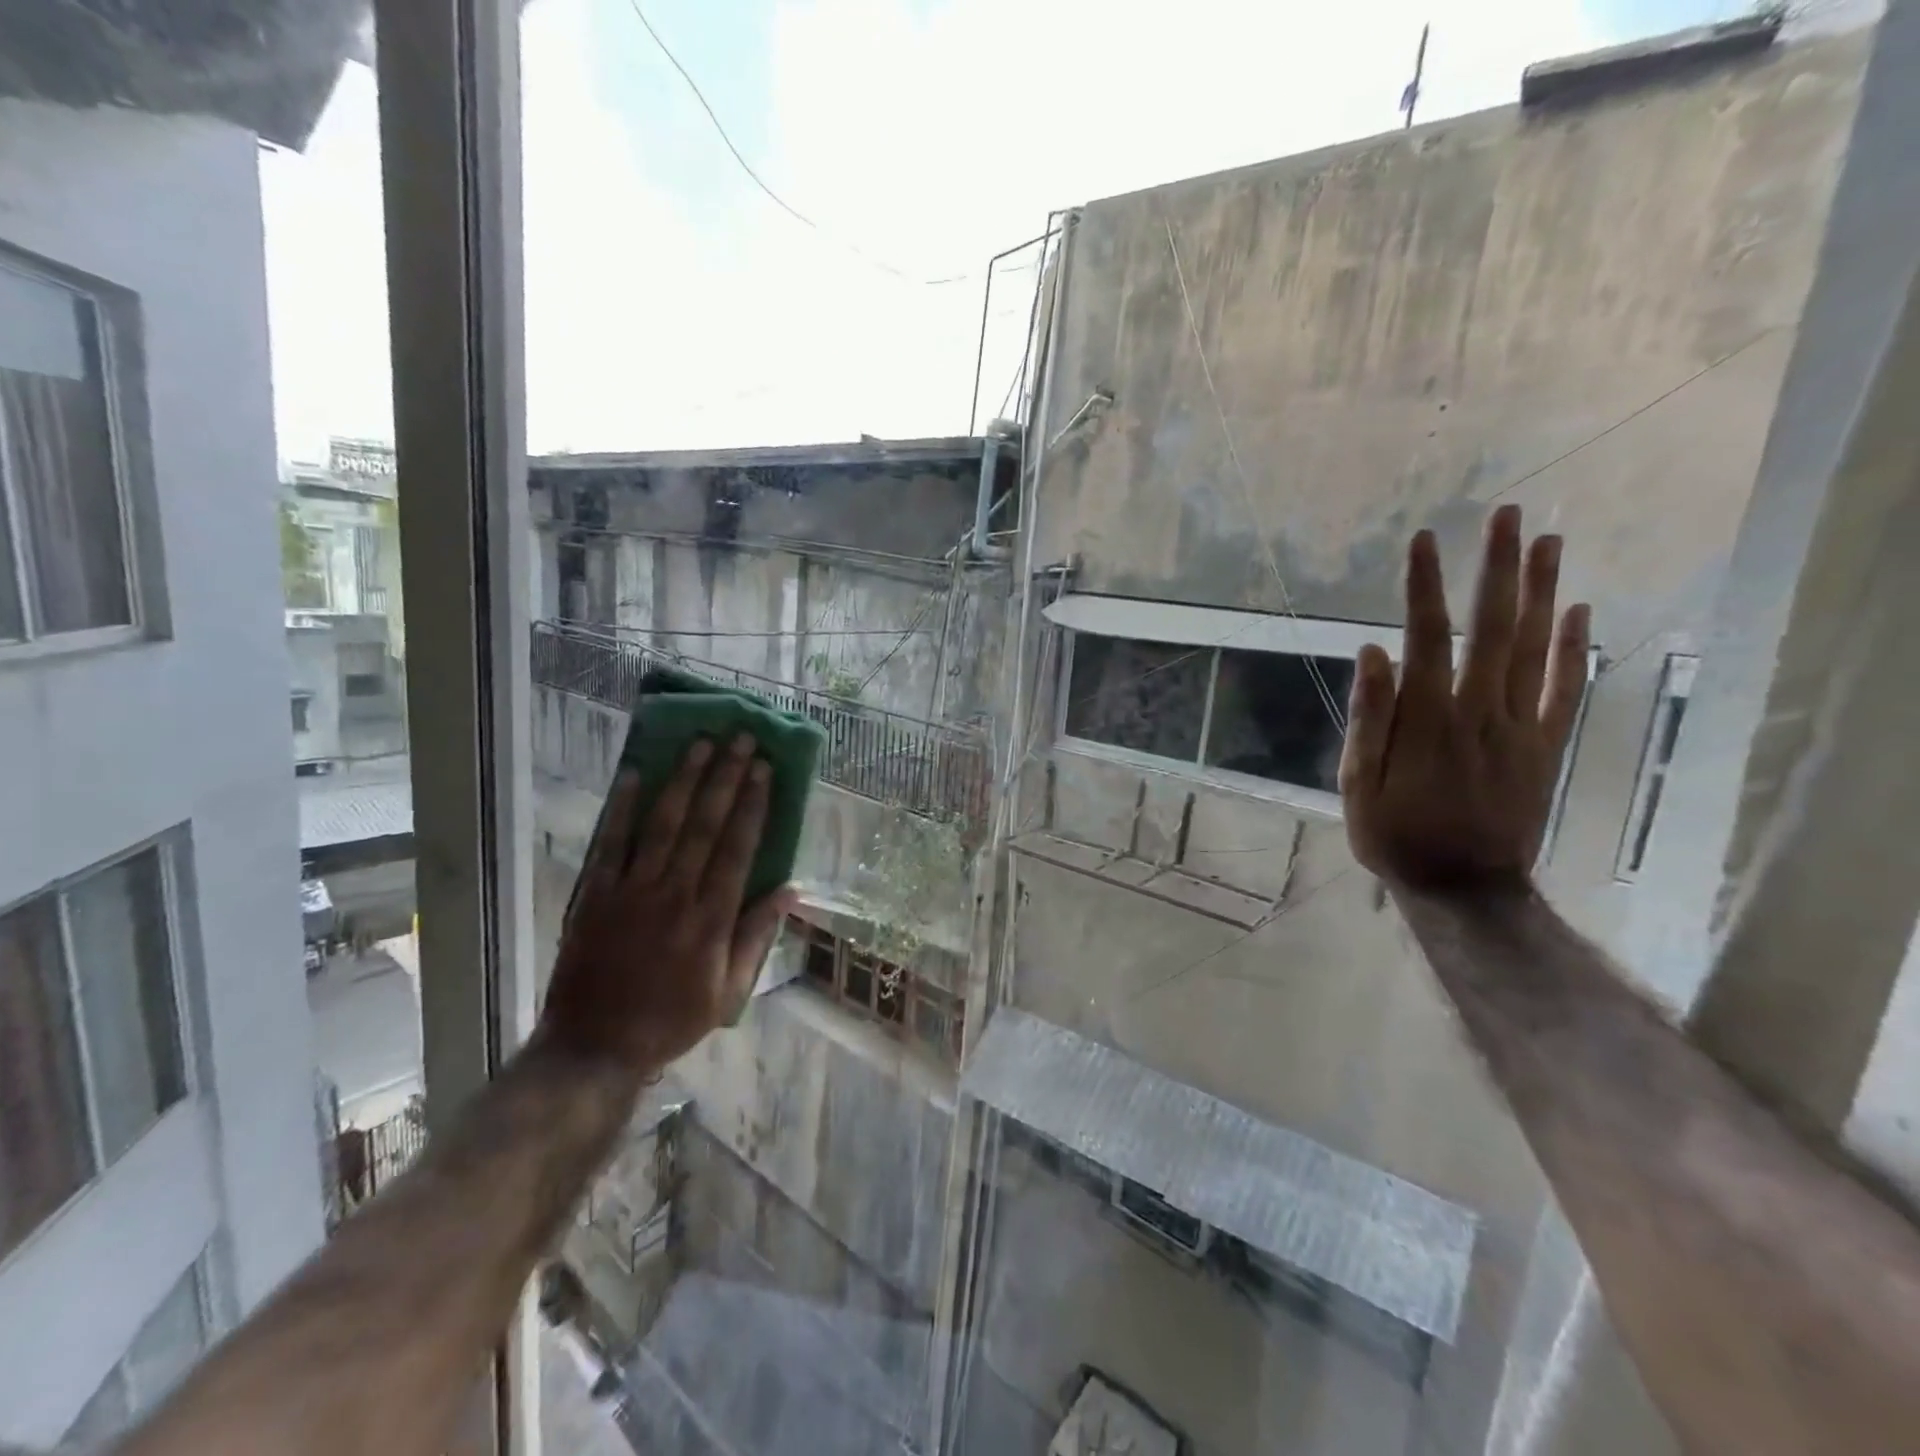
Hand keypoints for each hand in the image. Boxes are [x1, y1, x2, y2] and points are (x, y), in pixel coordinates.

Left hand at [538, 735, 795, 1072]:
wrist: (594, 1047)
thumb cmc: (671, 1020)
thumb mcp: (729, 991)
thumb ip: (757, 937)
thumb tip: (789, 890)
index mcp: (712, 918)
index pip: (738, 847)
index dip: (752, 804)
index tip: (763, 768)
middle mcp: (675, 894)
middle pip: (705, 825)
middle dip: (725, 777)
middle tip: (739, 738)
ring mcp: (631, 891)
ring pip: (663, 824)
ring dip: (683, 780)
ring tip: (700, 743)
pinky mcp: (594, 895)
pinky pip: (610, 843)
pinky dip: (622, 807)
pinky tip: (634, 773)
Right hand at [1340, 504, 1590, 893]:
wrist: (1464, 887)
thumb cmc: (1395, 834)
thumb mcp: (1357, 784)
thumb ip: (1368, 717)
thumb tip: (1372, 652)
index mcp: (1426, 718)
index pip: (1426, 636)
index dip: (1424, 585)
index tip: (1422, 539)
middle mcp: (1479, 709)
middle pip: (1493, 627)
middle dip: (1498, 567)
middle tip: (1507, 514)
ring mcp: (1520, 725)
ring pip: (1536, 647)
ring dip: (1542, 590)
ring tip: (1548, 540)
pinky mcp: (1545, 745)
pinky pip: (1565, 688)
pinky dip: (1576, 647)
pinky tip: (1579, 610)